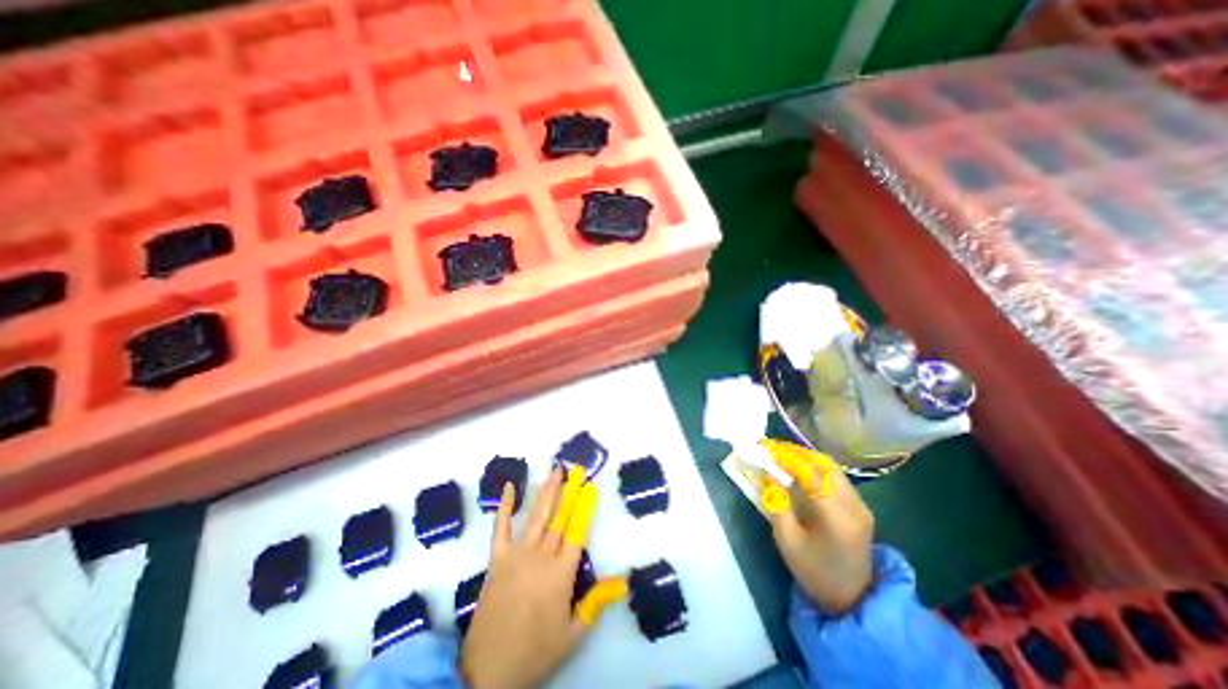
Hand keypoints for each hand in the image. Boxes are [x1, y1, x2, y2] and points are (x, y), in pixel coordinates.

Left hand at [465, 466, 626, 688]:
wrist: (488, 672)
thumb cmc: (536, 652)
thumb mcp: (572, 634)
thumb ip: (596, 602)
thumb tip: (622, 580)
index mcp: (561, 573)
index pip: (578, 531)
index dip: (585, 507)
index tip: (591, 487)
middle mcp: (540, 556)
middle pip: (558, 517)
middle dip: (568, 491)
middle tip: (574, 469)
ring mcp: (516, 555)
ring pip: (535, 516)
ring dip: (546, 492)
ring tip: (554, 471)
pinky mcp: (496, 559)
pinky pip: (500, 528)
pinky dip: (504, 507)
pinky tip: (508, 487)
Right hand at [766, 445, 877, 616]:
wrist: (852, 599)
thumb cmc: (814, 571)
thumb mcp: (787, 541)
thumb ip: (777, 504)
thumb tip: (769, 474)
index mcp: (836, 517)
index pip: (809, 473)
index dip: (785, 456)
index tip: (763, 447)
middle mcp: (853, 505)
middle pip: (823, 464)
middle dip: (794, 451)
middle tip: (770, 447)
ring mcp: (861, 504)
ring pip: (831, 466)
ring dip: (804, 456)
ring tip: (780, 454)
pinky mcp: (860, 505)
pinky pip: (835, 475)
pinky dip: (814, 465)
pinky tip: (798, 467)